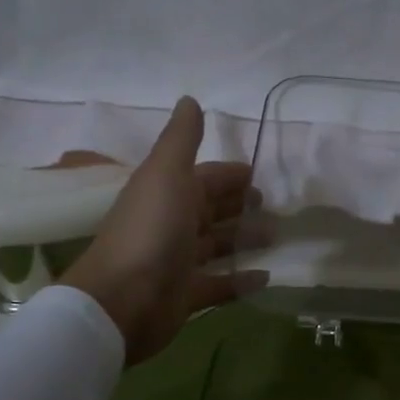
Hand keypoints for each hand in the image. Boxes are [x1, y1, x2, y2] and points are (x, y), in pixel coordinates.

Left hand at [59, 98, 263, 364]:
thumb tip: (189, 100)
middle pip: (211, 210)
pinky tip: (266, 277)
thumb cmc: (150, 230)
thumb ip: (181, 139)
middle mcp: (172, 224)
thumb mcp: (166, 174)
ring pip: (217, 246)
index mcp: (168, 193)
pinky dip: (241, 281)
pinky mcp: (186, 296)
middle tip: (273, 207)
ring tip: (276, 236)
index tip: (259, 175)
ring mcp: (179, 262)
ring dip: (243, 240)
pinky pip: (219, 285)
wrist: (122, 300)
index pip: (204, 178)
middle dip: (239, 206)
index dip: (229, 175)